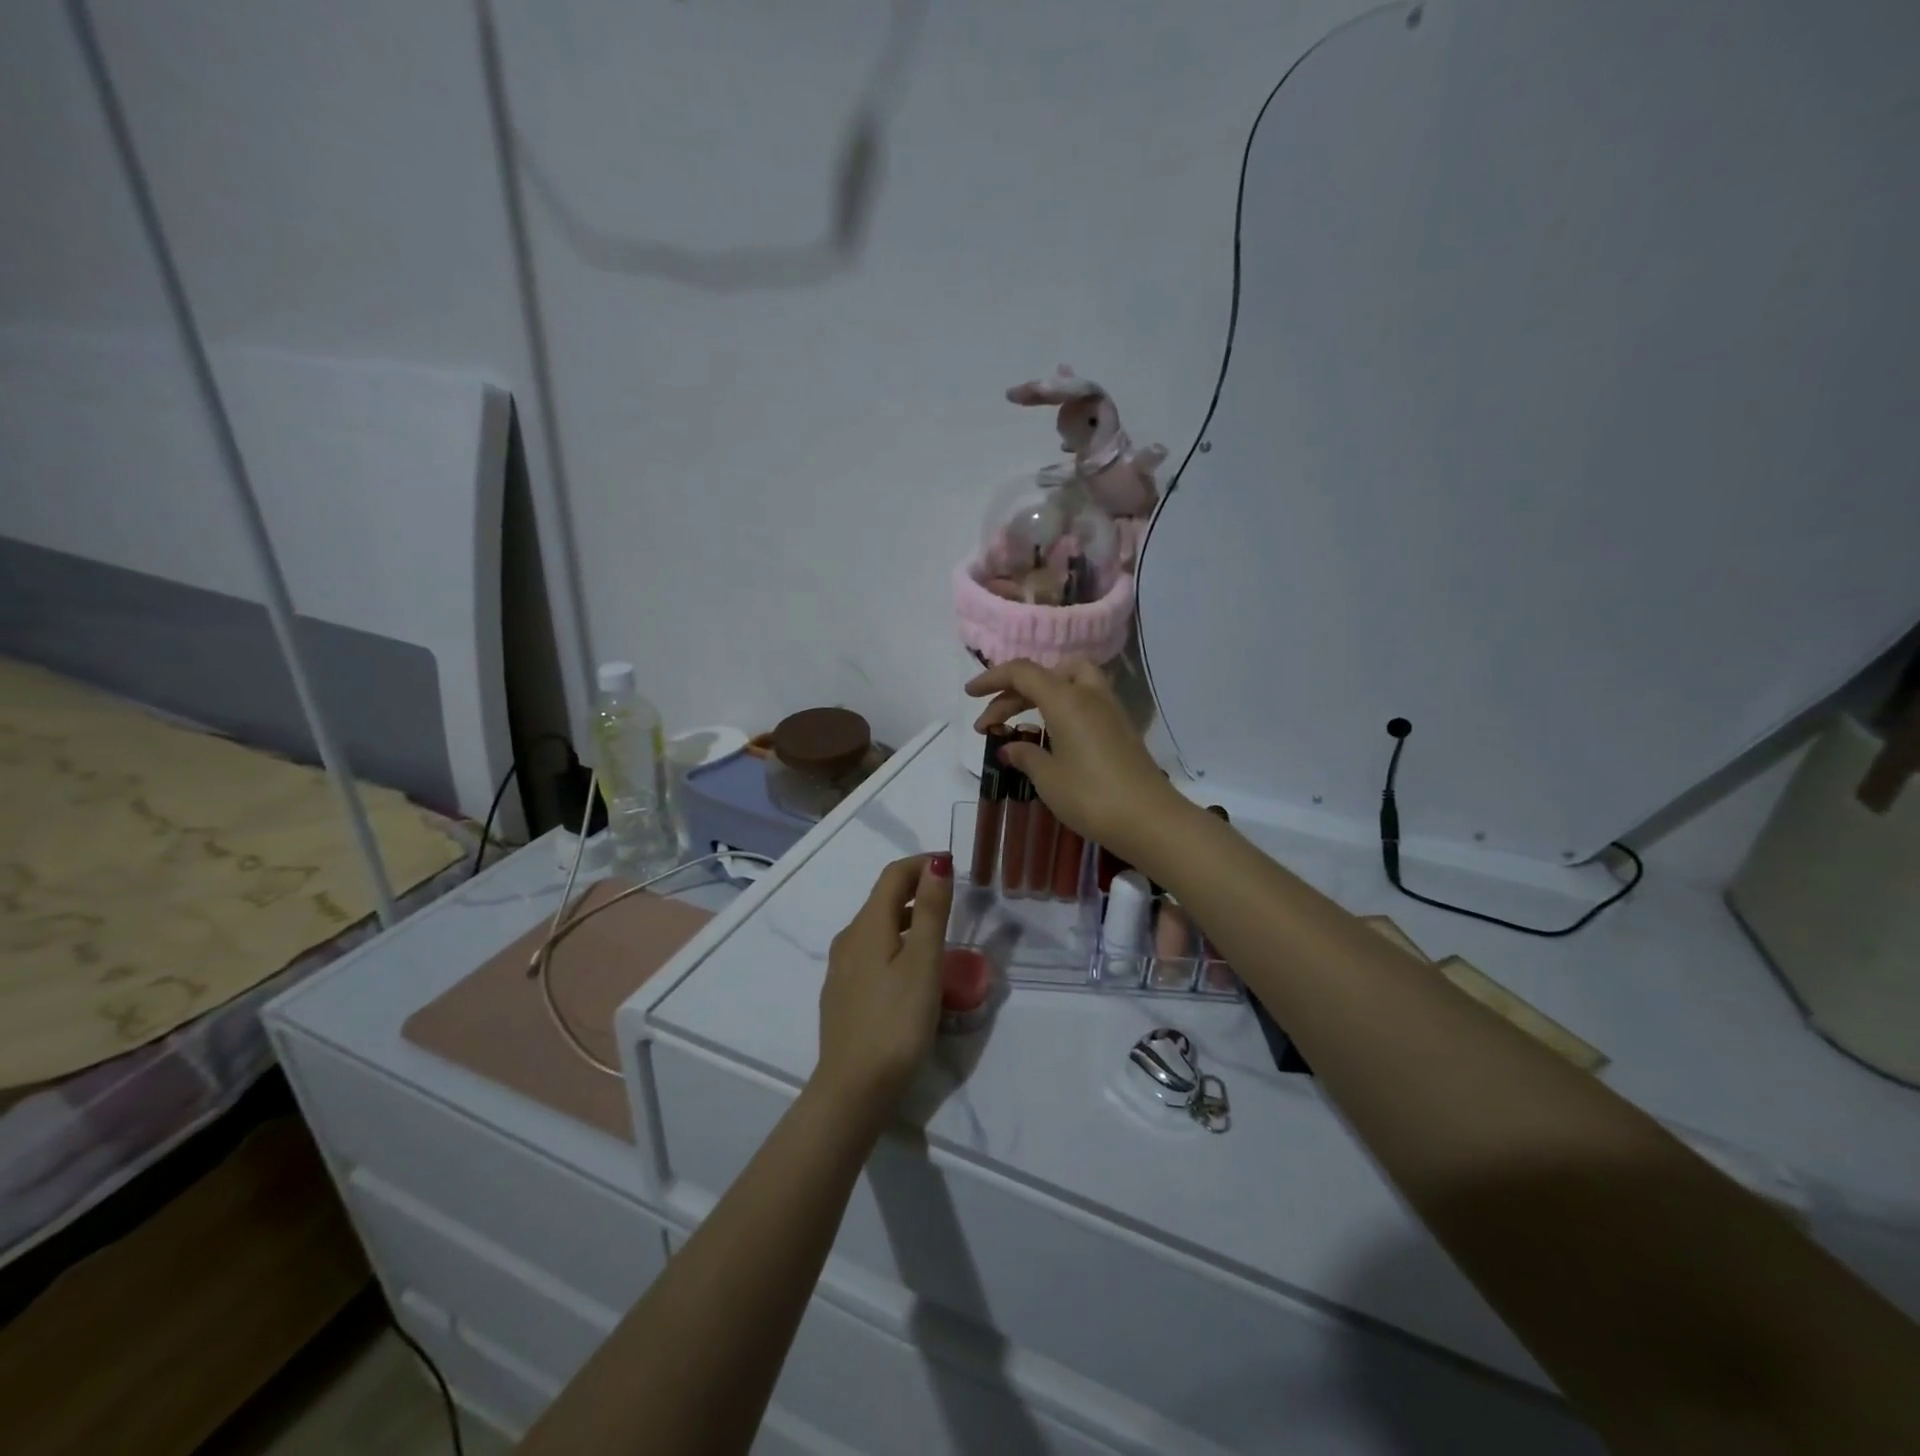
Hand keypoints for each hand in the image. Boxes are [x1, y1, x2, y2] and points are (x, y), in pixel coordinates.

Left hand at [815, 854, 954, 1113]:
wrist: (854, 1088)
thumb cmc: (896, 1020)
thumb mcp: (923, 962)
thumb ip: (931, 910)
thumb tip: (937, 863)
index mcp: (867, 925)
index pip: (893, 875)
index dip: (922, 863)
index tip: (952, 866)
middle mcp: (848, 939)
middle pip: (883, 898)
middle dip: (916, 888)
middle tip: (951, 895)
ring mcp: (841, 968)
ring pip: (877, 927)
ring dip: (907, 917)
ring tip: (938, 930)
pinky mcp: (843, 994)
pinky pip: (871, 952)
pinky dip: (895, 942)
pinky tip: (912, 968)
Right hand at [967, 659, 1186, 865]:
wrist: (1150, 820)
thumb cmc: (1091, 796)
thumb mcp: (1049, 778)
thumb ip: (1026, 756)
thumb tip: (1010, 747)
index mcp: (1066, 699)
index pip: (1022, 672)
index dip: (992, 678)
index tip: (970, 695)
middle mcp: (1089, 694)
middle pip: (1045, 675)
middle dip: (1012, 693)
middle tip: (990, 725)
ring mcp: (1110, 709)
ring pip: (1069, 682)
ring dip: (1041, 695)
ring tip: (1022, 723)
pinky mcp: (1121, 728)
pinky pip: (1084, 701)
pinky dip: (1061, 708)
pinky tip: (1051, 737)